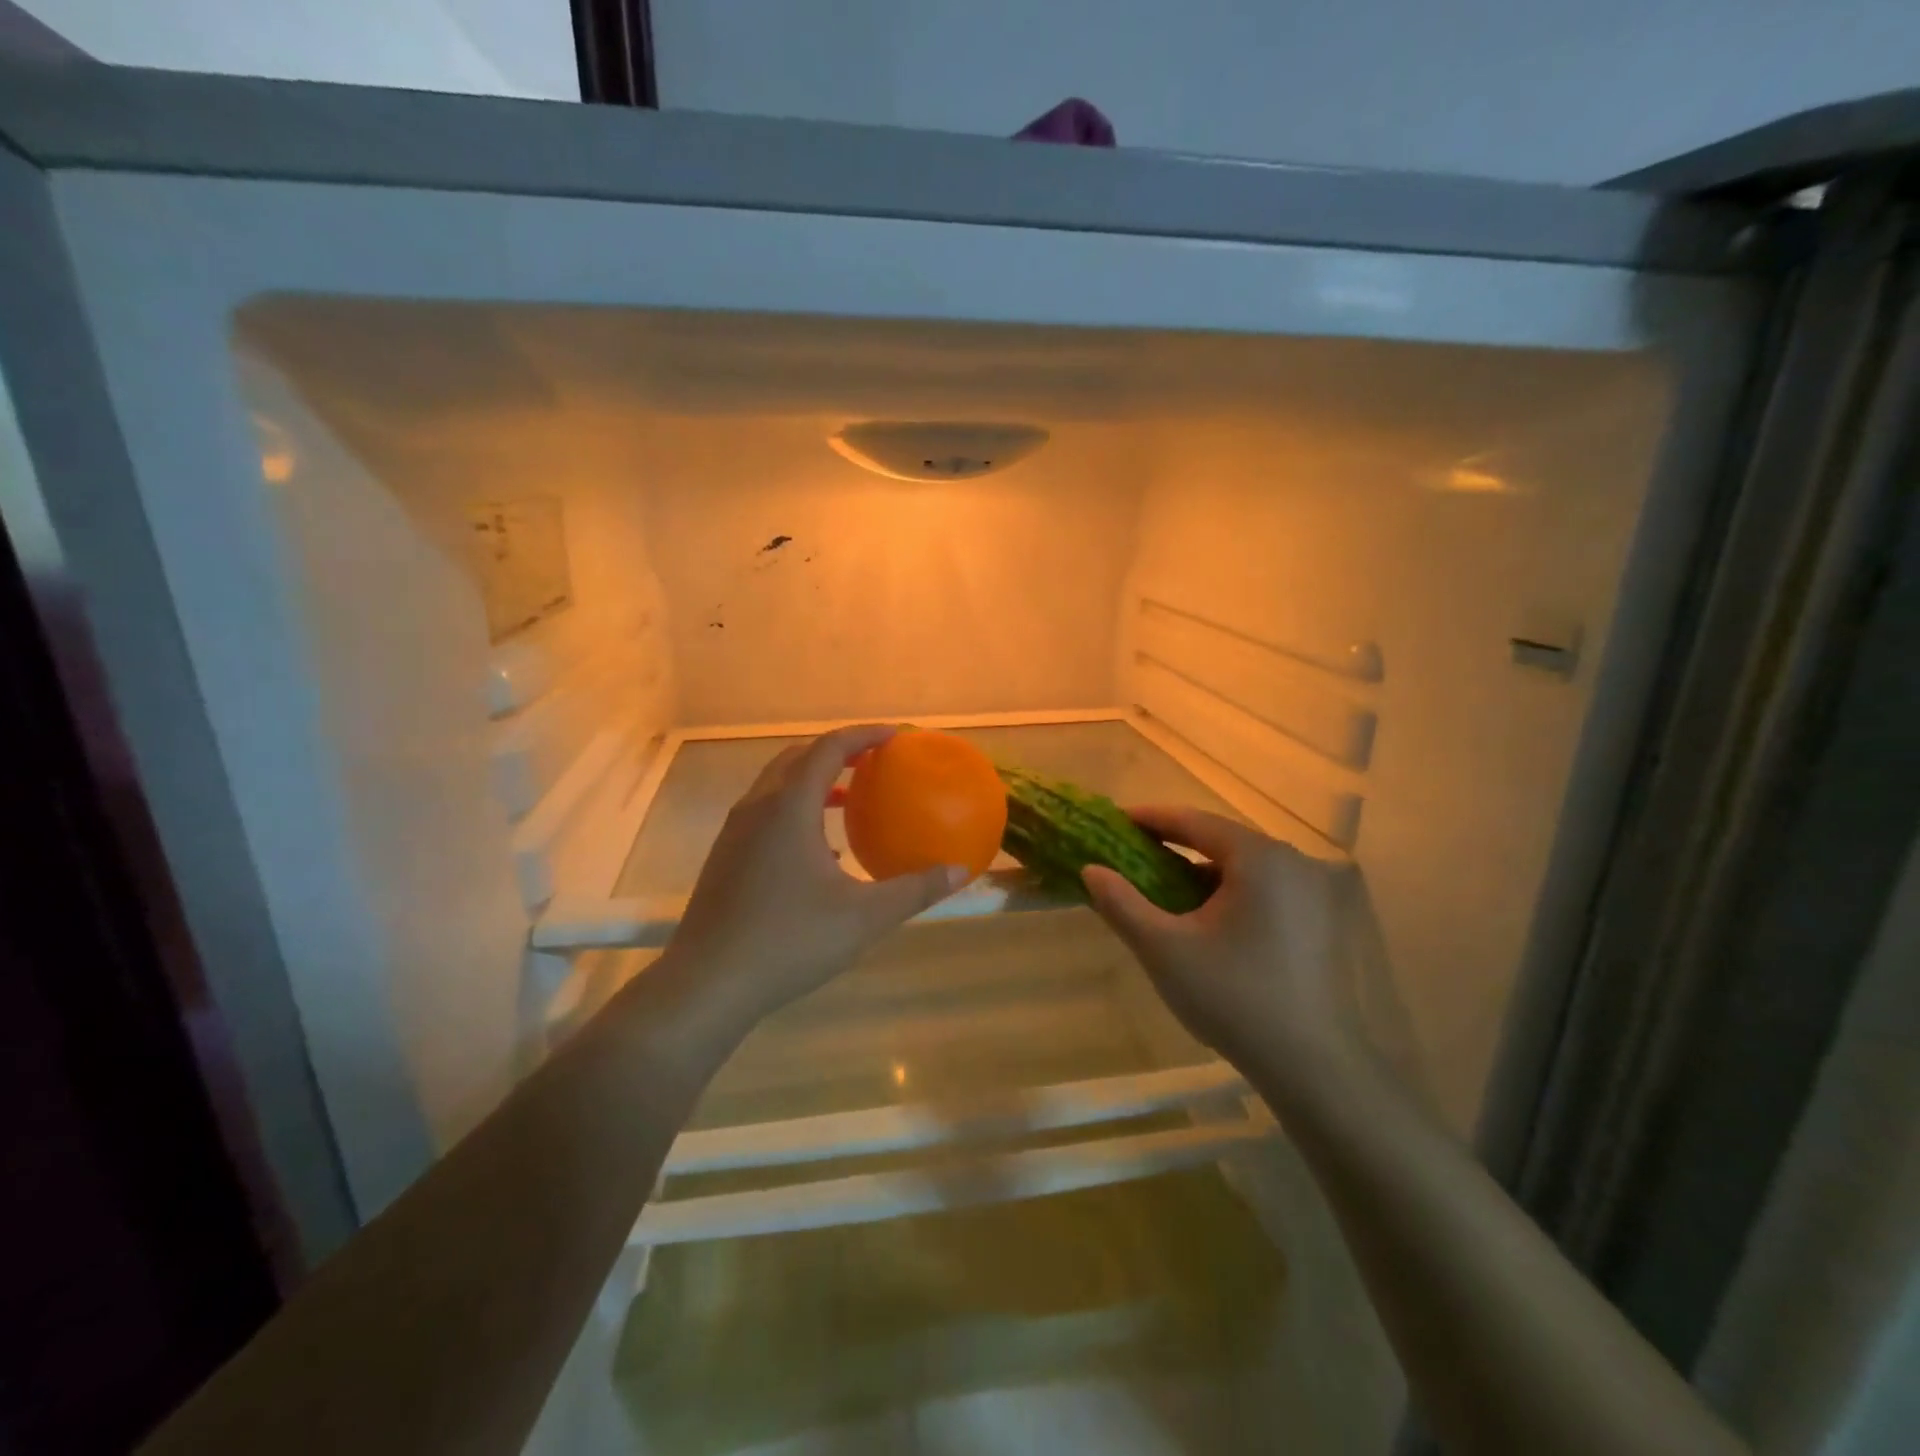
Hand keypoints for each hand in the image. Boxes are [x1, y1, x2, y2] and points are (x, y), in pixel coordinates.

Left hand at [657, 725, 965, 1042]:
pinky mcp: (726, 856)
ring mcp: (735, 832)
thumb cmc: (789, 941)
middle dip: (837, 751)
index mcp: (789, 807)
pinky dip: (796, 809)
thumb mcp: (864, 917)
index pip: (829, 748)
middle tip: (874, 760)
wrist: (708, 983)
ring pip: (777, 785)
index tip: (896, 736)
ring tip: (851, 798)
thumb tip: (961, 871)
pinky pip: (765, 812)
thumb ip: (915, 890)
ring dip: (814, 780)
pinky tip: (821, 850)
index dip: (864, 735)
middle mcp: (758, 807)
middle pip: (798, 757)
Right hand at [1081, 808, 1352, 1075]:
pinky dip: (1233, 892)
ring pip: (1246, 867)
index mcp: (1260, 859)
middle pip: (1222, 841)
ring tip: (1165, 889)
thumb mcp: (1164, 950)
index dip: (1152, 818)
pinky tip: (1209, 920)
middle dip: (1176, 846)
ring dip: (1204, 872)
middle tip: (1134, 856)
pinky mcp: (1325, 921)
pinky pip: (1268, 889)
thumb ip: (1122, 903)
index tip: (1116, 820)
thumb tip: (1091, 870)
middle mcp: (1295, 862)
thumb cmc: (1234, 999)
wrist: (1314, 1068)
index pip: (1195, 820)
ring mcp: (1317, 892)